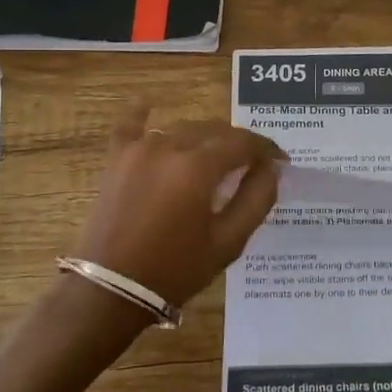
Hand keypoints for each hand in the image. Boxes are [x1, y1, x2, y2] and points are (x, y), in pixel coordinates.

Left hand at [73, 106, 285, 307]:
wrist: (110, 290)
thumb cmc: (175, 270)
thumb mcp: (227, 242)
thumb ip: (255, 200)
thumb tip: (271, 169)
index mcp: (199, 167)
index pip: (244, 142)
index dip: (267, 149)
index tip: (281, 161)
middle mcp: (170, 146)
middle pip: (215, 131)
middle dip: (239, 144)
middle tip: (253, 165)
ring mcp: (139, 149)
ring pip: (183, 128)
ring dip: (205, 138)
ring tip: (217, 157)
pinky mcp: (116, 159)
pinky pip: (130, 124)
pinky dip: (141, 111)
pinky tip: (149, 101)